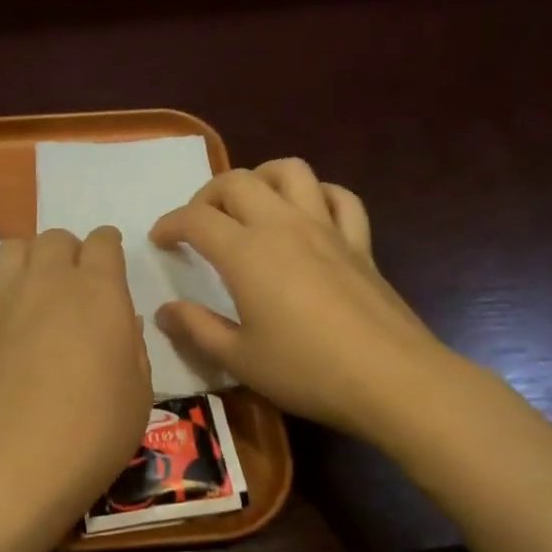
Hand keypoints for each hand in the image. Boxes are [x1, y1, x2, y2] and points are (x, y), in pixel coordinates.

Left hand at [0, 226, 152, 549]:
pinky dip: (8, 294)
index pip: (103, 241)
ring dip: (32, 259)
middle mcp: (49, 283)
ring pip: (15, 248)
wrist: (6, 466)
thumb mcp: (137, 395)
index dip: (110, 247)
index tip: (113, 263)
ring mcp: (4, 301)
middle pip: (56, 238)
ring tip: (40, 292)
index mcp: (98, 292)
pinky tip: (15, 330)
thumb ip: (132, 348)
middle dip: (71, 252)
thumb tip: (121, 323)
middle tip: (79, 286)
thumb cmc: (90, 434)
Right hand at [150, 159, 448, 441]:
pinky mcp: (360, 242)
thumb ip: (197, 329)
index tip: (159, 241)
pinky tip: (309, 215)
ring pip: (291, 171)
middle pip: (238, 181)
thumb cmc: (307, 371)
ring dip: (262, 177)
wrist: (392, 380)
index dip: (170, 224)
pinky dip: (318, 195)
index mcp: (246, 253)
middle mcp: (283, 226)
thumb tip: (164, 312)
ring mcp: (326, 228)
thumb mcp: (239, 359)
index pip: (196, 219)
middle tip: (198, 225)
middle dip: (208, 195)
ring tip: (250, 206)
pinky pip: (339, 197)